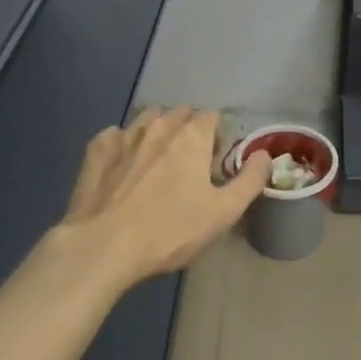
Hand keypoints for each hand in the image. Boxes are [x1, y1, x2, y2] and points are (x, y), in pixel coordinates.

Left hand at [60, 106, 269, 285]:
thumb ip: (250, 180)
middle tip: (189, 162)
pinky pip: (115, 135)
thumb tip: (265, 154)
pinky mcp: (96, 151)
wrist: (104, 246)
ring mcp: (124, 135)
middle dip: (188, 128)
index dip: (217, 136)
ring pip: (147, 119)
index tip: (214, 161)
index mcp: (191, 136)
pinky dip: (123, 144)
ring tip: (157, 160)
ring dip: (157, 131)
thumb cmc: (170, 230)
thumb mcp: (223, 213)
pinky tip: (122, 165)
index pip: (211, 116)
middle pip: (179, 113)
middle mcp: (159, 126)